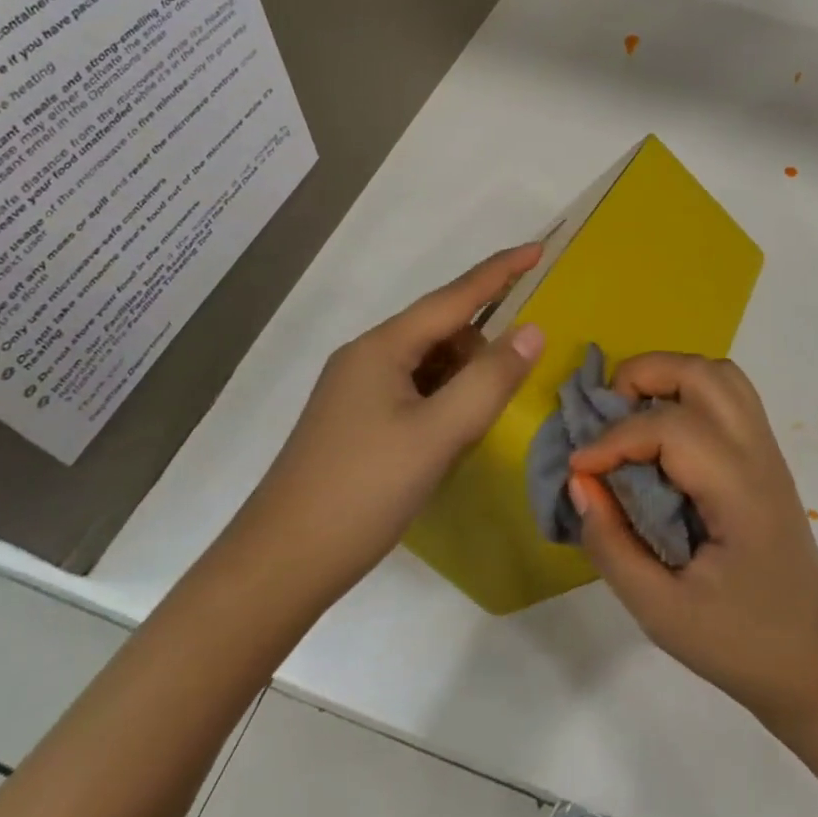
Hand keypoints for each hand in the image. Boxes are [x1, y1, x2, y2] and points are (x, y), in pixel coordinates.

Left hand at [236, 244, 545, 599]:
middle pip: (443, 331)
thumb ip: (490, 380)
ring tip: (473, 429)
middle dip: (482, 350)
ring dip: (462, 382)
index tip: (539, 248)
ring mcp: (358, 390)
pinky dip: (443, 404)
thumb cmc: (362, 493)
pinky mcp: (356, 421)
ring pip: (430, 364)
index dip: (500, 271)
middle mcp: (367, 357)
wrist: (278, 567)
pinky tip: (448, 440)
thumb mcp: (438, 435)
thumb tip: (533, 330)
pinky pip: (415, 391)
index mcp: (383, 348)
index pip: (455, 296)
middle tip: (505, 395)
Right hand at [568, 353, 817, 725]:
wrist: (816, 659)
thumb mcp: (661, 613)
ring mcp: (766, 448)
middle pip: (702, 373)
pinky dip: (689, 391)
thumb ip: (613, 545)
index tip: (578, 469)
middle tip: (604, 417)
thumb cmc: (740, 642)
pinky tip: (664, 433)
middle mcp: (757, 452)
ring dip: (669, 376)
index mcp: (738, 489)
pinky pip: (729, 395)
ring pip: (720, 374)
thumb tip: (580, 483)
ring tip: (632, 415)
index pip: (670, 428)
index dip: (614, 439)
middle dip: (642, 376)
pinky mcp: (765, 455)